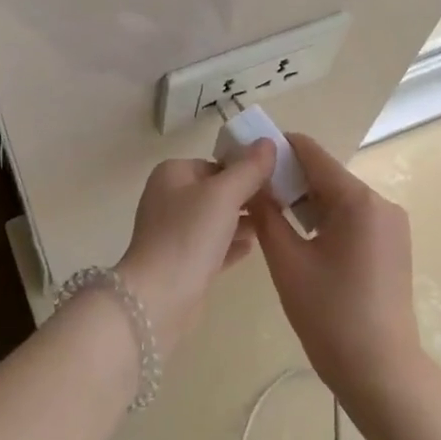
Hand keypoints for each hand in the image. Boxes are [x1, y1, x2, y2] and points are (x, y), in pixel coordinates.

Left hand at [116, 141, 275, 356]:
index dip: (246, 171)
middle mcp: (169, 198)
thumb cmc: (189, 235)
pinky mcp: (181, 262)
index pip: (217, 164)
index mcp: (173, 174)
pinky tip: (253, 248)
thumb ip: (248, 169)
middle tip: (280, 205)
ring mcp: (173, 232)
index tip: (276, 182)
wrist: (159, 297)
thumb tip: (267, 142)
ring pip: (215, 220)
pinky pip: (212, 246)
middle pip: (216, 192)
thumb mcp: (224, 195)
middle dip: (246, 198)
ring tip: (273, 226)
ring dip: (241, 222)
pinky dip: (231, 245)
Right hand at [248, 133, 421, 404]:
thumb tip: (251, 183)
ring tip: (268, 214)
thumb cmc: (329, 315)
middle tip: (250, 191)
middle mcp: (380, 203)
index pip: (312, 153)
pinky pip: (352, 218)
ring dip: (304, 201)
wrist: (380, 372)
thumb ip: (266, 214)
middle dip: (288, 179)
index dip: (277, 148)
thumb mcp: (287, 261)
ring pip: (338, 198)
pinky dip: (324, 220)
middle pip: (326, 175)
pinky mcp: (392, 245)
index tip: (246, 155)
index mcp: (358, 200)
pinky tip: (299, 237)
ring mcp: (391, 225)